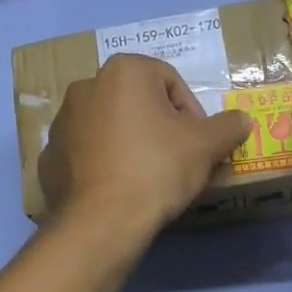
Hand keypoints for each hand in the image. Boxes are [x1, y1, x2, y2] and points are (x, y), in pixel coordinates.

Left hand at [40, 54, 252, 239]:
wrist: (101, 221)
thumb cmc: (156, 169)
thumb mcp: (206, 146)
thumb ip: (228, 125)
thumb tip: (242, 120)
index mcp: (123, 70)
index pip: (172, 82)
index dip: (193, 114)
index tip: (199, 145)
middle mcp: (86, 85)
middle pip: (139, 102)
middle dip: (160, 127)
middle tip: (177, 161)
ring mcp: (62, 121)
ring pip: (110, 126)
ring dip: (131, 143)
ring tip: (147, 177)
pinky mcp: (49, 156)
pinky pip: (87, 153)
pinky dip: (103, 164)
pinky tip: (118, 189)